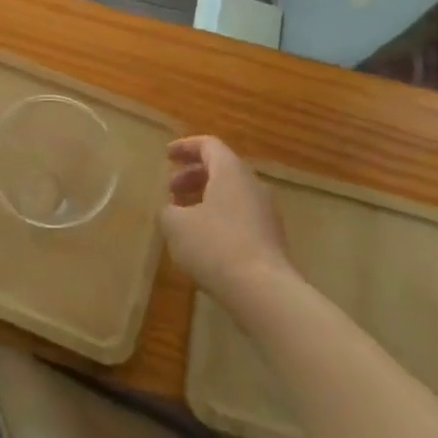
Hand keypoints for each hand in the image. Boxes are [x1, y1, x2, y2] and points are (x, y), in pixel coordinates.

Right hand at [160, 135, 294, 308]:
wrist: (264, 292)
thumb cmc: (215, 246)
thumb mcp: (175, 225)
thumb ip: (168, 211)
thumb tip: (172, 211)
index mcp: (231, 172)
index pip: (209, 145)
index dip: (185, 147)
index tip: (167, 155)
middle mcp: (253, 186)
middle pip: (222, 169)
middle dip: (193, 175)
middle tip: (170, 189)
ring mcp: (266, 213)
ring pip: (232, 194)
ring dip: (205, 198)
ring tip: (183, 217)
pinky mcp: (271, 239)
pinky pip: (241, 216)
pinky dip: (219, 217)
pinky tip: (203, 241)